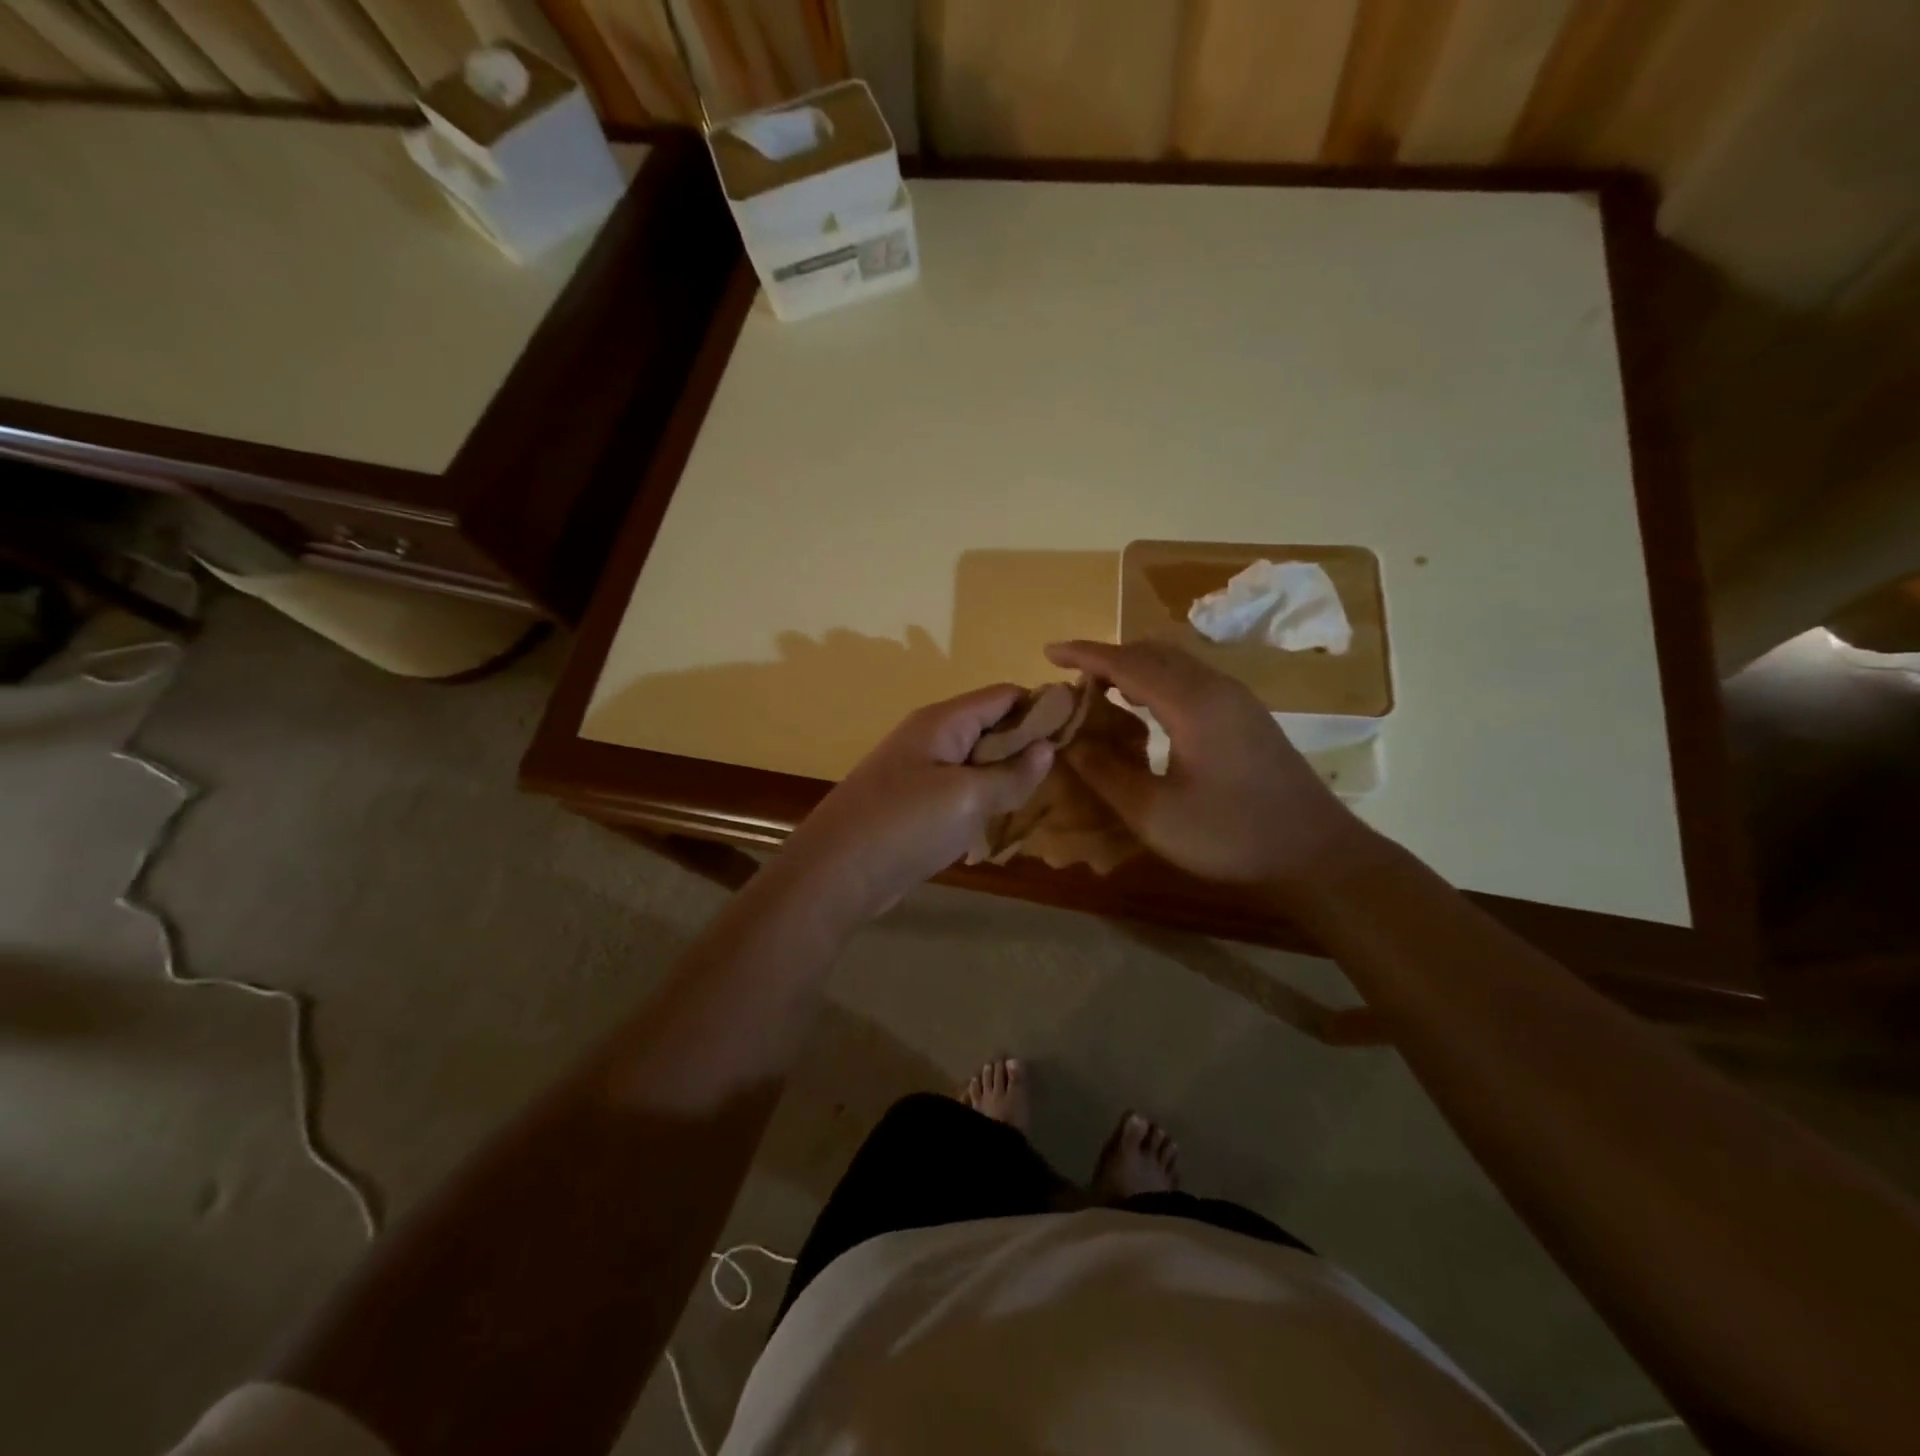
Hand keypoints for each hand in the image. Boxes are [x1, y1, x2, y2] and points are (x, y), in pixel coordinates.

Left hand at [783, 685, 1054, 918]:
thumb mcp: (967, 798)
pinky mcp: (915, 804)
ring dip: (1008, 775)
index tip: (1080, 730)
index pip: (1003, 695)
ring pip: (977, 762)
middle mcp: (932, 737)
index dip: (1042, 706)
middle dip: (1028, 744)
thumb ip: (1011, 774)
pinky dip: (985, 799)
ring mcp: (921, 772)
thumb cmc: (904, 824)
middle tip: (1070, 770)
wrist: (835, 873)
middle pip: (991, 727)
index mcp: (943, 721)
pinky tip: (1008, 820)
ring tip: (1048, 795)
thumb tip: (1047, 748)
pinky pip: (961, 791)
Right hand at [1044, 640, 1364, 890]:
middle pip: (1152, 652)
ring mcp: (1236, 699)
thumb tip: (1069, 741)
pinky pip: (1191, 679)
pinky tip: (1145, 712)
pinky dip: (1157, 682)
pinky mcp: (1247, 715)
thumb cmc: (1230, 835)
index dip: (1084, 655)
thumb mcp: (1154, 814)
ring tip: (1100, 693)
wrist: (1314, 853)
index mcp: (1191, 702)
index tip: (1048, 653)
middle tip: (1071, 681)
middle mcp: (1215, 687)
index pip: (1126, 662)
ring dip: (1134, 669)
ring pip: (1175, 663)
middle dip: (1107, 658)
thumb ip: (1105, 773)